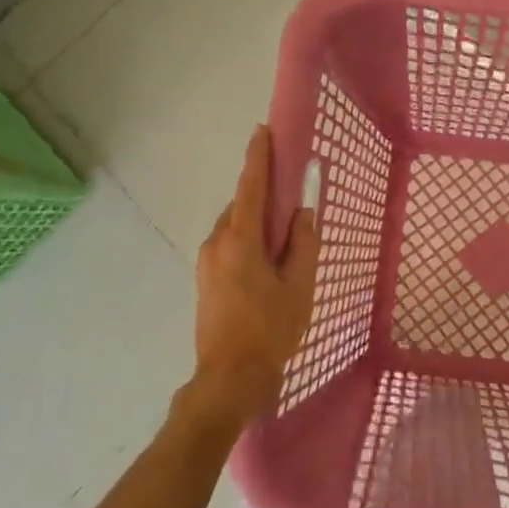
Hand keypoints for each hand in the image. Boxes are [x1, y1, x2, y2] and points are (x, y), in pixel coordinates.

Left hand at [179, 126, 319, 438]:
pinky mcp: (205, 280)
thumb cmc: (271, 329)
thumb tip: (303, 211)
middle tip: (291, 201)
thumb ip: (303, 243)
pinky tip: (267, 264)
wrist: (230, 377)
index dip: (258, 157)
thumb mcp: (299, 285)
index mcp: (241, 240)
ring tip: (284, 241)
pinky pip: (229, 246)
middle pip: (242, 206)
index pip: (250, 187)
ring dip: (257, 223)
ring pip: (235, 228)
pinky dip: (248, 242)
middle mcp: (217, 242)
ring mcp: (206, 262)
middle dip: (264, 197)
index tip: (262, 130)